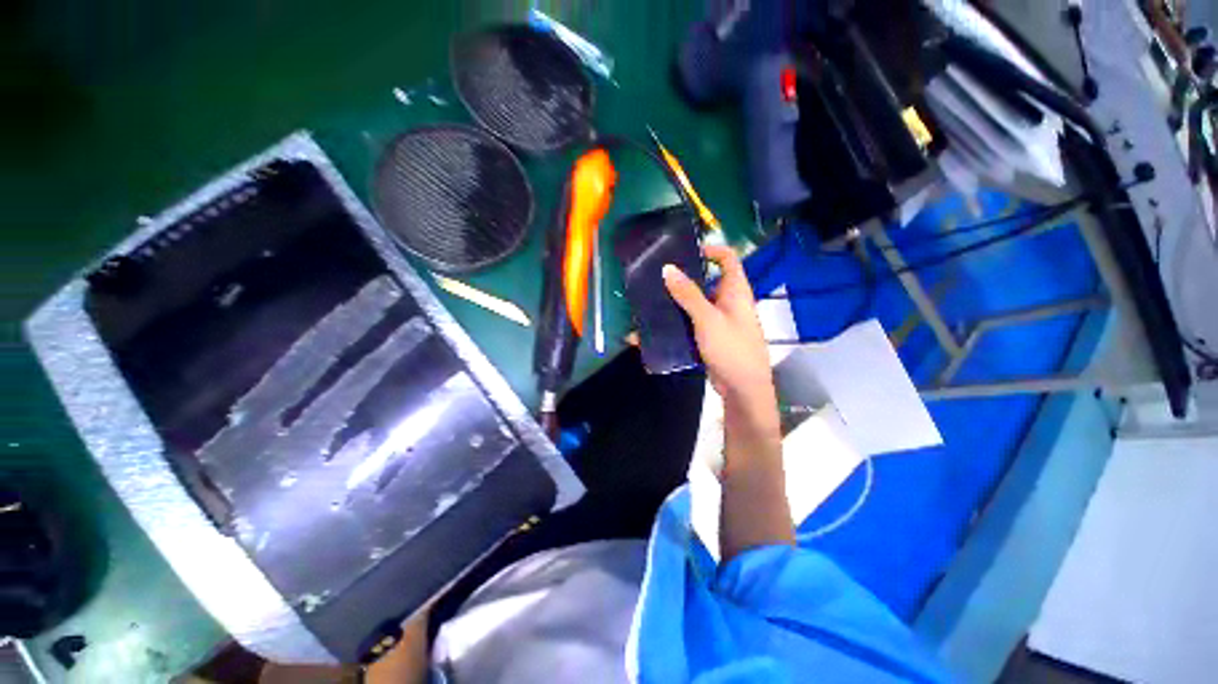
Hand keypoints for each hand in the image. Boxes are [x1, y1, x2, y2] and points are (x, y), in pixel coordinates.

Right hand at [662, 245, 773, 407]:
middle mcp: (727, 302)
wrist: (742, 389)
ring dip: (674, 304)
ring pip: (694, 305)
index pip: (728, 258)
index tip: (684, 251)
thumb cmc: (732, 349)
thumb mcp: (708, 319)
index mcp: (735, 291)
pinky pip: (689, 325)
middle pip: (705, 281)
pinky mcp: (708, 338)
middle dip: (682, 279)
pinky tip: (653, 329)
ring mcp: (717, 321)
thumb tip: (668, 268)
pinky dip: (674, 325)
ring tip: (649, 301)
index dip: (710, 249)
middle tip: (657, 277)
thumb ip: (688, 294)